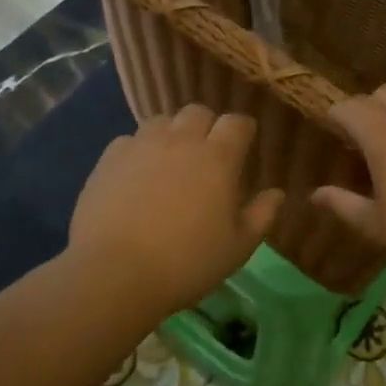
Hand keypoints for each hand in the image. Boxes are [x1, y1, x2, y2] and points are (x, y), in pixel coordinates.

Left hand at [68, 106, 282, 313]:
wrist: (116, 273)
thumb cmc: (187, 263)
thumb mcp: (237, 247)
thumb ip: (261, 215)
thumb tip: (277, 193)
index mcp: (218, 158)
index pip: (237, 123)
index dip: (242, 131)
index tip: (244, 146)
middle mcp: (181, 140)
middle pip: (198, 112)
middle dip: (207, 126)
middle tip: (207, 154)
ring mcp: (141, 146)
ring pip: (161, 121)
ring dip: (171, 133)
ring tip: (170, 159)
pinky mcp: (109, 158)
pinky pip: (129, 140)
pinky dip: (138, 150)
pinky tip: (136, 174)